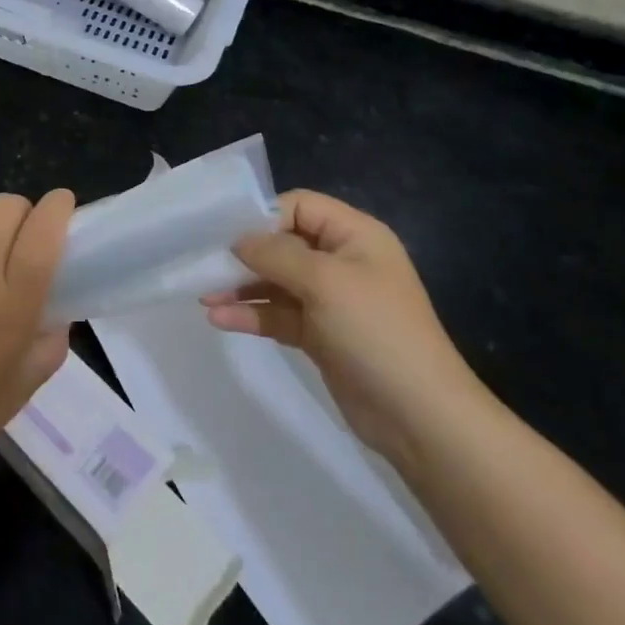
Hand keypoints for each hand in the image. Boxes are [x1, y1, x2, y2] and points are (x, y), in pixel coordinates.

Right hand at [203, 190, 487, 468]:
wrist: (420, 418)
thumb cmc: (375, 332)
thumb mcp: (324, 282)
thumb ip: (275, 254)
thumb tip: (238, 241)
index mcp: (354, 235)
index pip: (299, 206)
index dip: (264, 216)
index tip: (228, 235)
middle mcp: (342, 261)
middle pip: (283, 243)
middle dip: (244, 254)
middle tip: (205, 264)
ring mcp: (330, 300)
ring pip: (276, 282)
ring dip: (241, 286)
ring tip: (204, 295)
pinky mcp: (320, 335)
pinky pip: (279, 315)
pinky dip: (251, 315)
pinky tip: (219, 319)